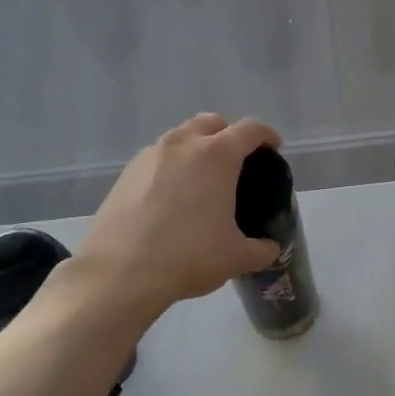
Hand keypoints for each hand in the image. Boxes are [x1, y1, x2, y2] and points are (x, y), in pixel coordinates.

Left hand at [78, 114, 283, 312]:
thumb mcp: (236, 258)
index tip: (273, 148)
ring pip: (180, 137)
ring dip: (196, 148)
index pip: (249, 130)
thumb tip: (270, 248)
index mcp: (217, 155)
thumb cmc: (188, 256)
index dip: (266, 136)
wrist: (120, 272)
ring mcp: (150, 155)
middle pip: (211, 123)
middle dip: (228, 135)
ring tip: (202, 180)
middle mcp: (182, 144)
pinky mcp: (125, 173)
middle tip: (237, 163)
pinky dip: (171, 167)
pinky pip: (157, 158)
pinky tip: (171, 197)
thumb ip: (261, 249)